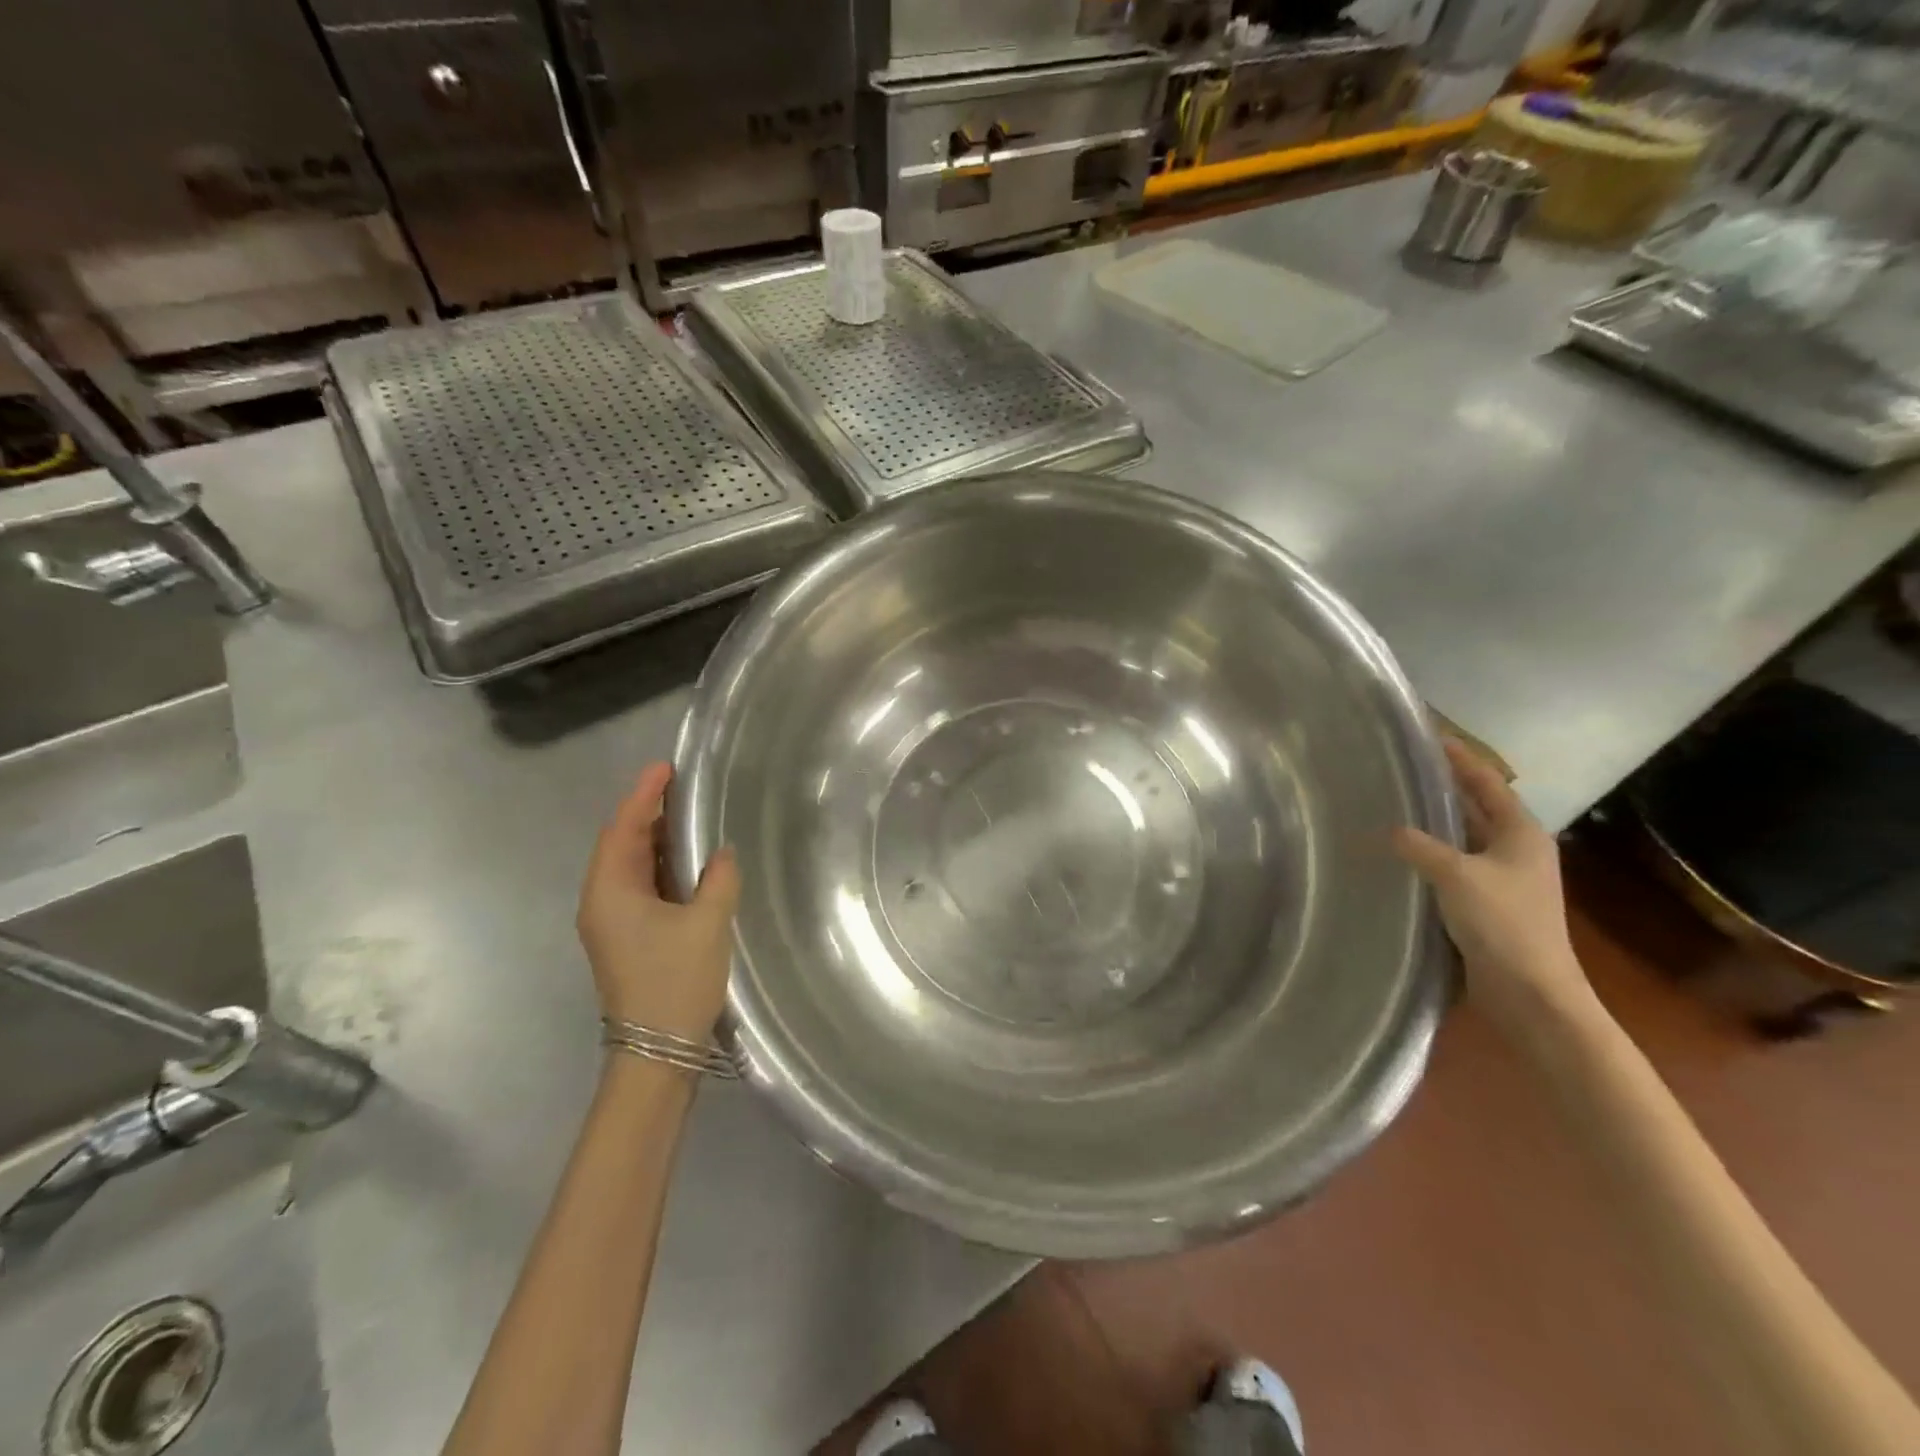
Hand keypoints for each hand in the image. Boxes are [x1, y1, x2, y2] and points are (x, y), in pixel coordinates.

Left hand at [576, 762, 739, 1042]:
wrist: (657, 1052)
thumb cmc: (676, 981)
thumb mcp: (707, 924)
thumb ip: (719, 879)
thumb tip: (722, 854)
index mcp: (610, 892)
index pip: (622, 830)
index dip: (642, 795)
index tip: (664, 768)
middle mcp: (602, 902)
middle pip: (620, 845)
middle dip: (647, 813)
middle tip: (681, 788)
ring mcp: (611, 923)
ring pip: (629, 868)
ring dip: (654, 841)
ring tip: (686, 817)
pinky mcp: (626, 939)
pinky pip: (639, 888)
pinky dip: (659, 867)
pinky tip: (686, 863)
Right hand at [1392, 739, 1595, 1035]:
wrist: (1530, 992)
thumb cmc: (1502, 924)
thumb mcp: (1455, 875)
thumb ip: (1418, 845)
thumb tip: (1386, 829)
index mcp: (1521, 833)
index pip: (1487, 782)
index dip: (1459, 758)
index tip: (1429, 735)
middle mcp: (1516, 849)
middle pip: (1476, 806)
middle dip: (1443, 786)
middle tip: (1401, 767)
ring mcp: (1503, 878)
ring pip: (1463, 836)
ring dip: (1434, 821)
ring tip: (1392, 803)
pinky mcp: (1486, 902)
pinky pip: (1453, 864)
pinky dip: (1430, 852)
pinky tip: (1400, 852)